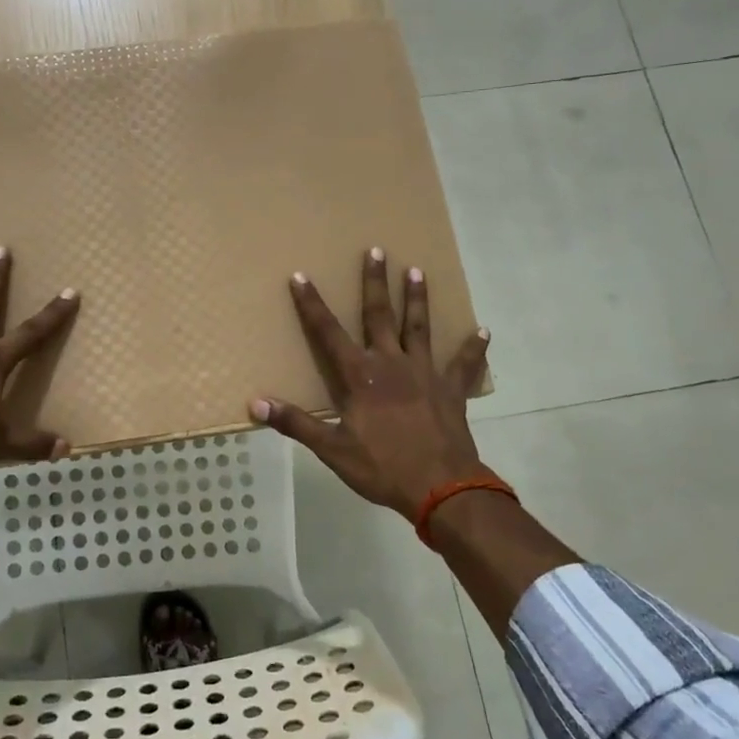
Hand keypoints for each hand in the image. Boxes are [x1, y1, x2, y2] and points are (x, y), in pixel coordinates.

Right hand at [251, 248, 490, 519]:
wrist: (441, 487)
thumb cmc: (382, 467)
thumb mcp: (332, 449)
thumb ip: (295, 423)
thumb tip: (255, 404)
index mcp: (360, 377)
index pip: (328, 333)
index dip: (311, 305)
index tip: (300, 276)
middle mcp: (392, 364)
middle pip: (380, 316)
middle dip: (375, 282)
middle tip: (377, 250)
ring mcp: (425, 374)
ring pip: (420, 328)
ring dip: (418, 299)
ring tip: (418, 271)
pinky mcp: (451, 390)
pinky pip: (464, 365)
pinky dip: (473, 349)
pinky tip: (483, 332)